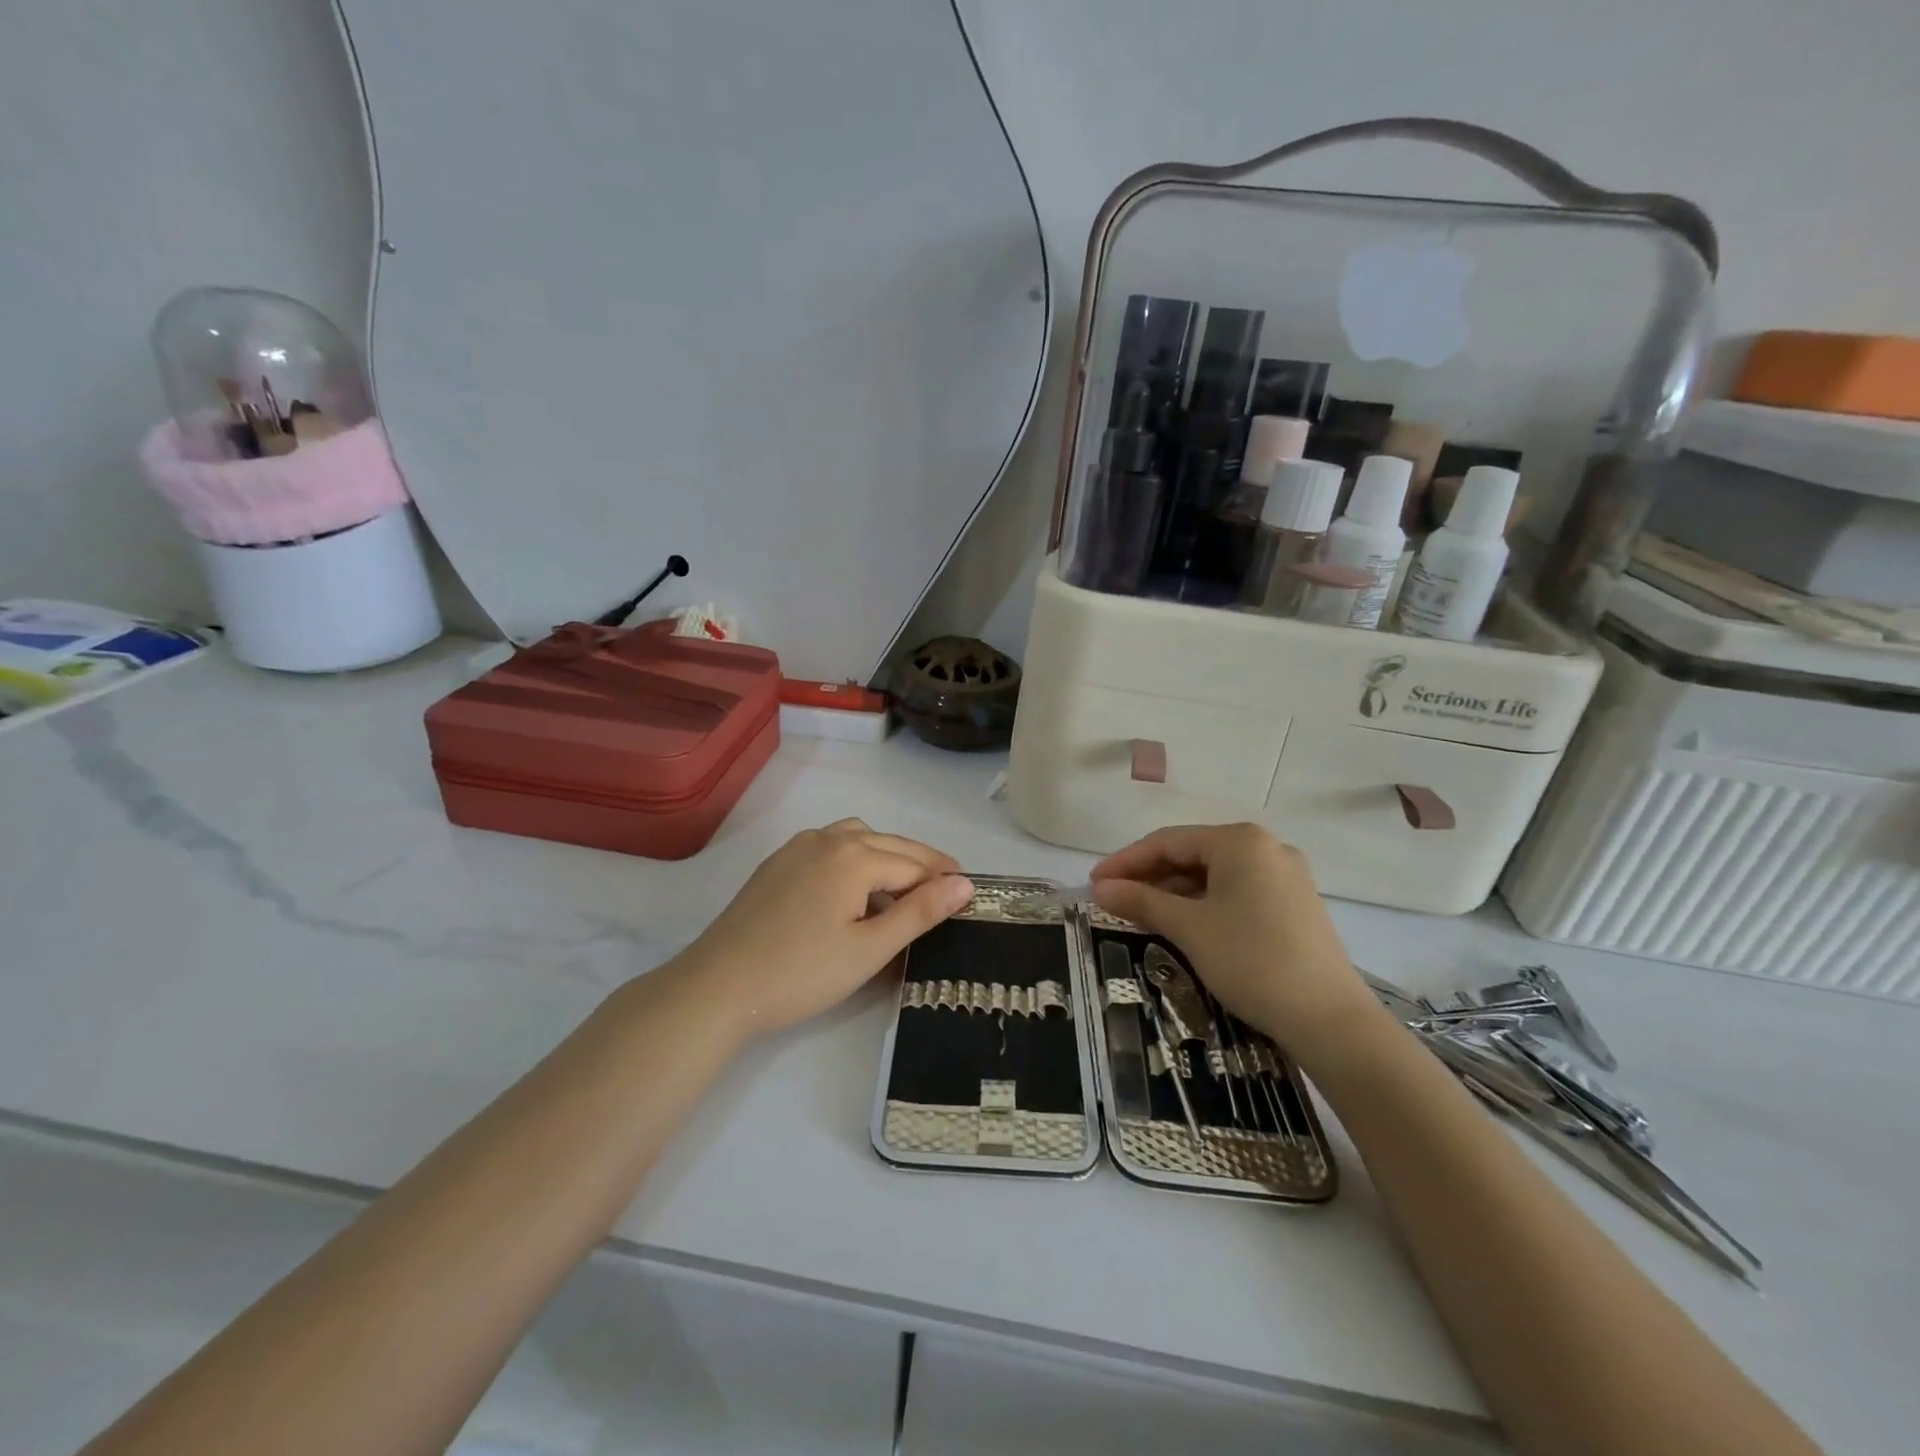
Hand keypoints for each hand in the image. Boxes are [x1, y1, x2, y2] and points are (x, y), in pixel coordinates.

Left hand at [676, 819, 972, 1041]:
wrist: (719, 987)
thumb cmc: (803, 972)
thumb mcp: (870, 948)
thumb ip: (920, 912)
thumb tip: (964, 884)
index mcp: (855, 855)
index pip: (914, 863)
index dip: (944, 878)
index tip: (970, 891)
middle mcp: (827, 838)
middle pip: (889, 844)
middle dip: (920, 863)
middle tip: (947, 888)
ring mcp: (797, 847)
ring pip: (856, 838)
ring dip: (885, 854)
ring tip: (901, 886)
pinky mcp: (776, 863)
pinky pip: (828, 847)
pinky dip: (854, 857)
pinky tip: (852, 889)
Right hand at [1090, 824, 1380, 1047]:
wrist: (1330, 1021)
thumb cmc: (1251, 960)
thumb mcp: (1188, 928)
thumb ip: (1141, 901)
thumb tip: (1100, 888)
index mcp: (1240, 841)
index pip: (1167, 841)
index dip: (1125, 862)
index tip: (1094, 884)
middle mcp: (1265, 848)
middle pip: (1192, 853)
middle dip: (1149, 876)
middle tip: (1114, 900)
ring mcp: (1285, 876)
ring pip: (1214, 874)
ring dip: (1174, 892)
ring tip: (1141, 915)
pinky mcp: (1294, 905)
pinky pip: (1236, 891)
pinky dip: (1204, 903)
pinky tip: (1183, 924)